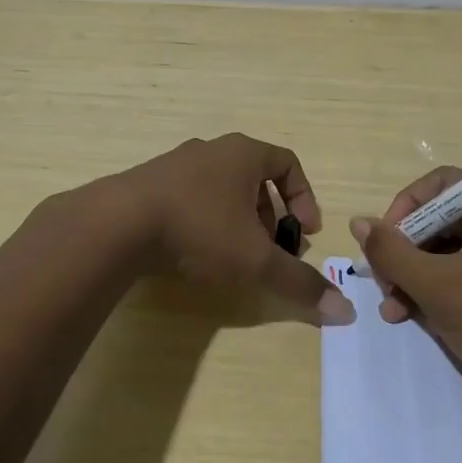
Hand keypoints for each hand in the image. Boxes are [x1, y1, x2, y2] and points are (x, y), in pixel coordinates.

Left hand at [118, 134, 354, 324]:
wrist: (117, 224)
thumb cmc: (199, 228)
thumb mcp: (255, 259)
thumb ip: (298, 283)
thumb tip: (344, 313)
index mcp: (243, 153)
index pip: (288, 163)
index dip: (304, 197)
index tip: (306, 232)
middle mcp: (212, 149)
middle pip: (255, 177)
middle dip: (270, 215)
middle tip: (271, 249)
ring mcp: (176, 163)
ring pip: (222, 187)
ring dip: (238, 218)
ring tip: (234, 254)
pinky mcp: (149, 182)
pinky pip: (191, 195)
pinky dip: (205, 219)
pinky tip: (195, 251)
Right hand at [350, 168, 461, 410]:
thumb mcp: (435, 286)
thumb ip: (391, 251)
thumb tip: (358, 222)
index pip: (443, 185)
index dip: (404, 210)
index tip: (382, 243)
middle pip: (446, 219)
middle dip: (408, 253)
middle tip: (384, 283)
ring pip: (454, 248)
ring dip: (419, 275)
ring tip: (394, 308)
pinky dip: (443, 287)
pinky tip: (416, 314)